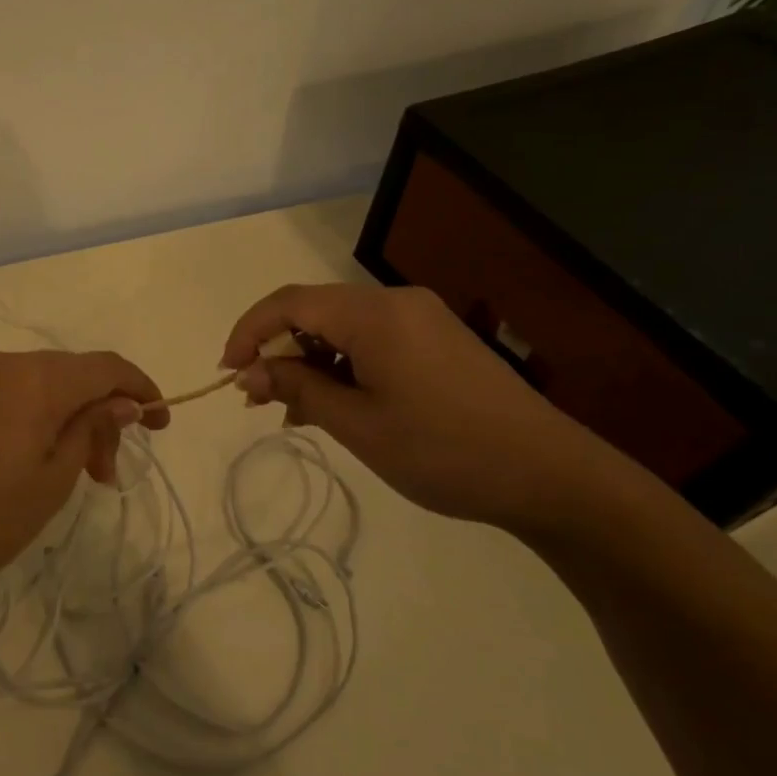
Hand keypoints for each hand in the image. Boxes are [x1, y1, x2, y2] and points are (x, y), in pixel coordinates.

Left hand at [0, 350, 166, 617]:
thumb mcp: (50, 482)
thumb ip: (91, 430)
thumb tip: (122, 400)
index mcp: (37, 379)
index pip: (107, 366)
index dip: (141, 388)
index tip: (161, 422)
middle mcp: (2, 365)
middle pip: (71, 376)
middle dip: (100, 417)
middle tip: (104, 476)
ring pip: (35, 387)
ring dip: (63, 421)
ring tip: (64, 476)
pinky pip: (1, 396)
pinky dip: (27, 421)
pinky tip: (19, 461)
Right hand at [222, 284, 638, 537]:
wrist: (548, 474)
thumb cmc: (442, 450)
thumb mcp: (357, 424)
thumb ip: (297, 389)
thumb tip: (247, 374)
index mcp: (374, 314)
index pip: (289, 303)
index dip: (249, 332)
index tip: (228, 373)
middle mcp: (396, 302)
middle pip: (315, 311)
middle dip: (279, 351)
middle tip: (260, 402)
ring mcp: (422, 319)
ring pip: (343, 328)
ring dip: (311, 363)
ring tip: (297, 414)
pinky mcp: (438, 340)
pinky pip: (373, 341)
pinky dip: (344, 367)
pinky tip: (339, 406)